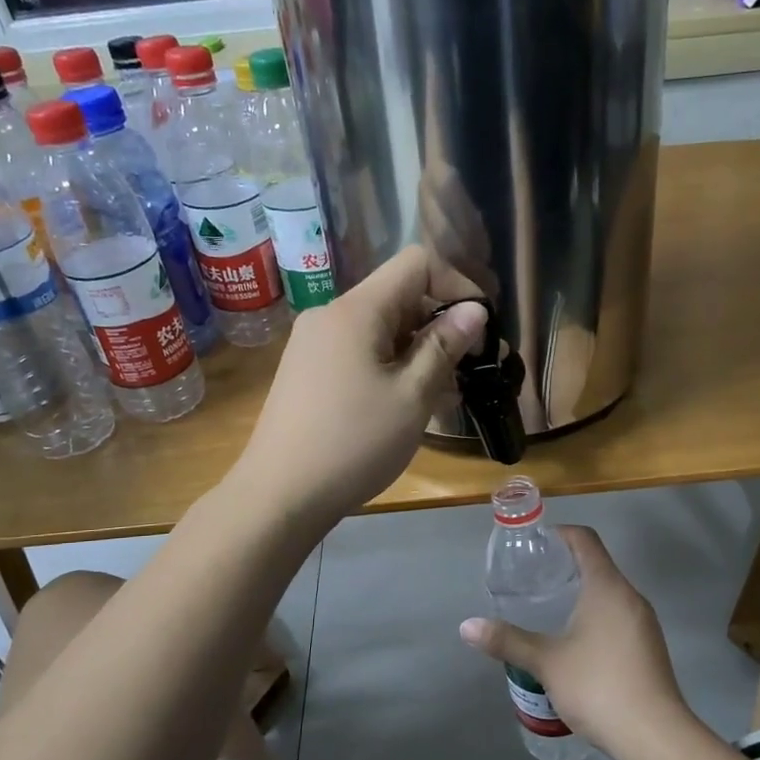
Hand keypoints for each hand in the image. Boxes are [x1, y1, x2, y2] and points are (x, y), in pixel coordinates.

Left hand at [230, 246, 486, 529]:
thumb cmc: (353, 444)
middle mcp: (331, 316)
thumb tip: (474, 311)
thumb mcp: (411, 396)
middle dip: (441, 324)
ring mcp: (314, 344)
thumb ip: (444, 347)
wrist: (279, 495)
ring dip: (419, 351)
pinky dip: (391, 366)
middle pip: (399, 295)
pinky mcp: (308, 371)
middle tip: (471, 369)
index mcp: (356, 310)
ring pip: (381, 328)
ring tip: (445, 395)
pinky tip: (408, 404)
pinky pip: (360, 352)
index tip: (480, 328)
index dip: (457, 285)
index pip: (416, 263)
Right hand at [459, 526, 697, 759]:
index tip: (535, 545)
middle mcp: (631, 597)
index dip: (559, 534)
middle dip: (565, 567)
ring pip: (610, 594)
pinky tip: (575, 643)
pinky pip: (619, 617)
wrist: (655, 737)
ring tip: (549, 611)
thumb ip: (508, 641)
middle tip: (532, 581)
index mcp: (608, 587)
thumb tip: (467, 626)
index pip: (585, 540)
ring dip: (581, 594)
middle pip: (598, 565)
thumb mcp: (546, 662)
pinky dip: (595, 617)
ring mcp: (645, 624)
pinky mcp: (649, 648)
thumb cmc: (598, 687)